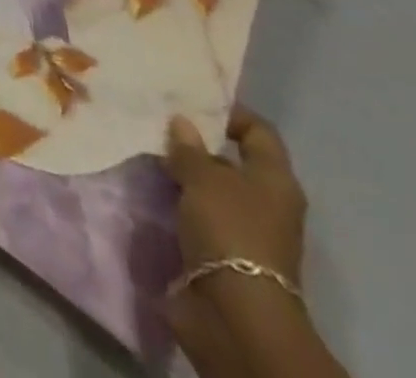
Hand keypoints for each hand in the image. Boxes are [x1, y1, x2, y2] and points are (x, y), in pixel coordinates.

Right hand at [165, 109, 312, 375]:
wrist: (234, 315)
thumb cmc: (230, 232)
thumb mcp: (205, 178)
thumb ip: (189, 148)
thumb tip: (182, 123)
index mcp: (274, 180)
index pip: (258, 132)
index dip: (229, 113)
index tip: (190, 101)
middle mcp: (263, 203)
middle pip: (229, 161)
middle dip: (194, 144)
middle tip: (154, 122)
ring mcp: (241, 231)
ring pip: (208, 189)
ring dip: (179, 174)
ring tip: (142, 150)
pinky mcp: (218, 253)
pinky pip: (194, 214)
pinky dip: (174, 202)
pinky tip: (145, 185)